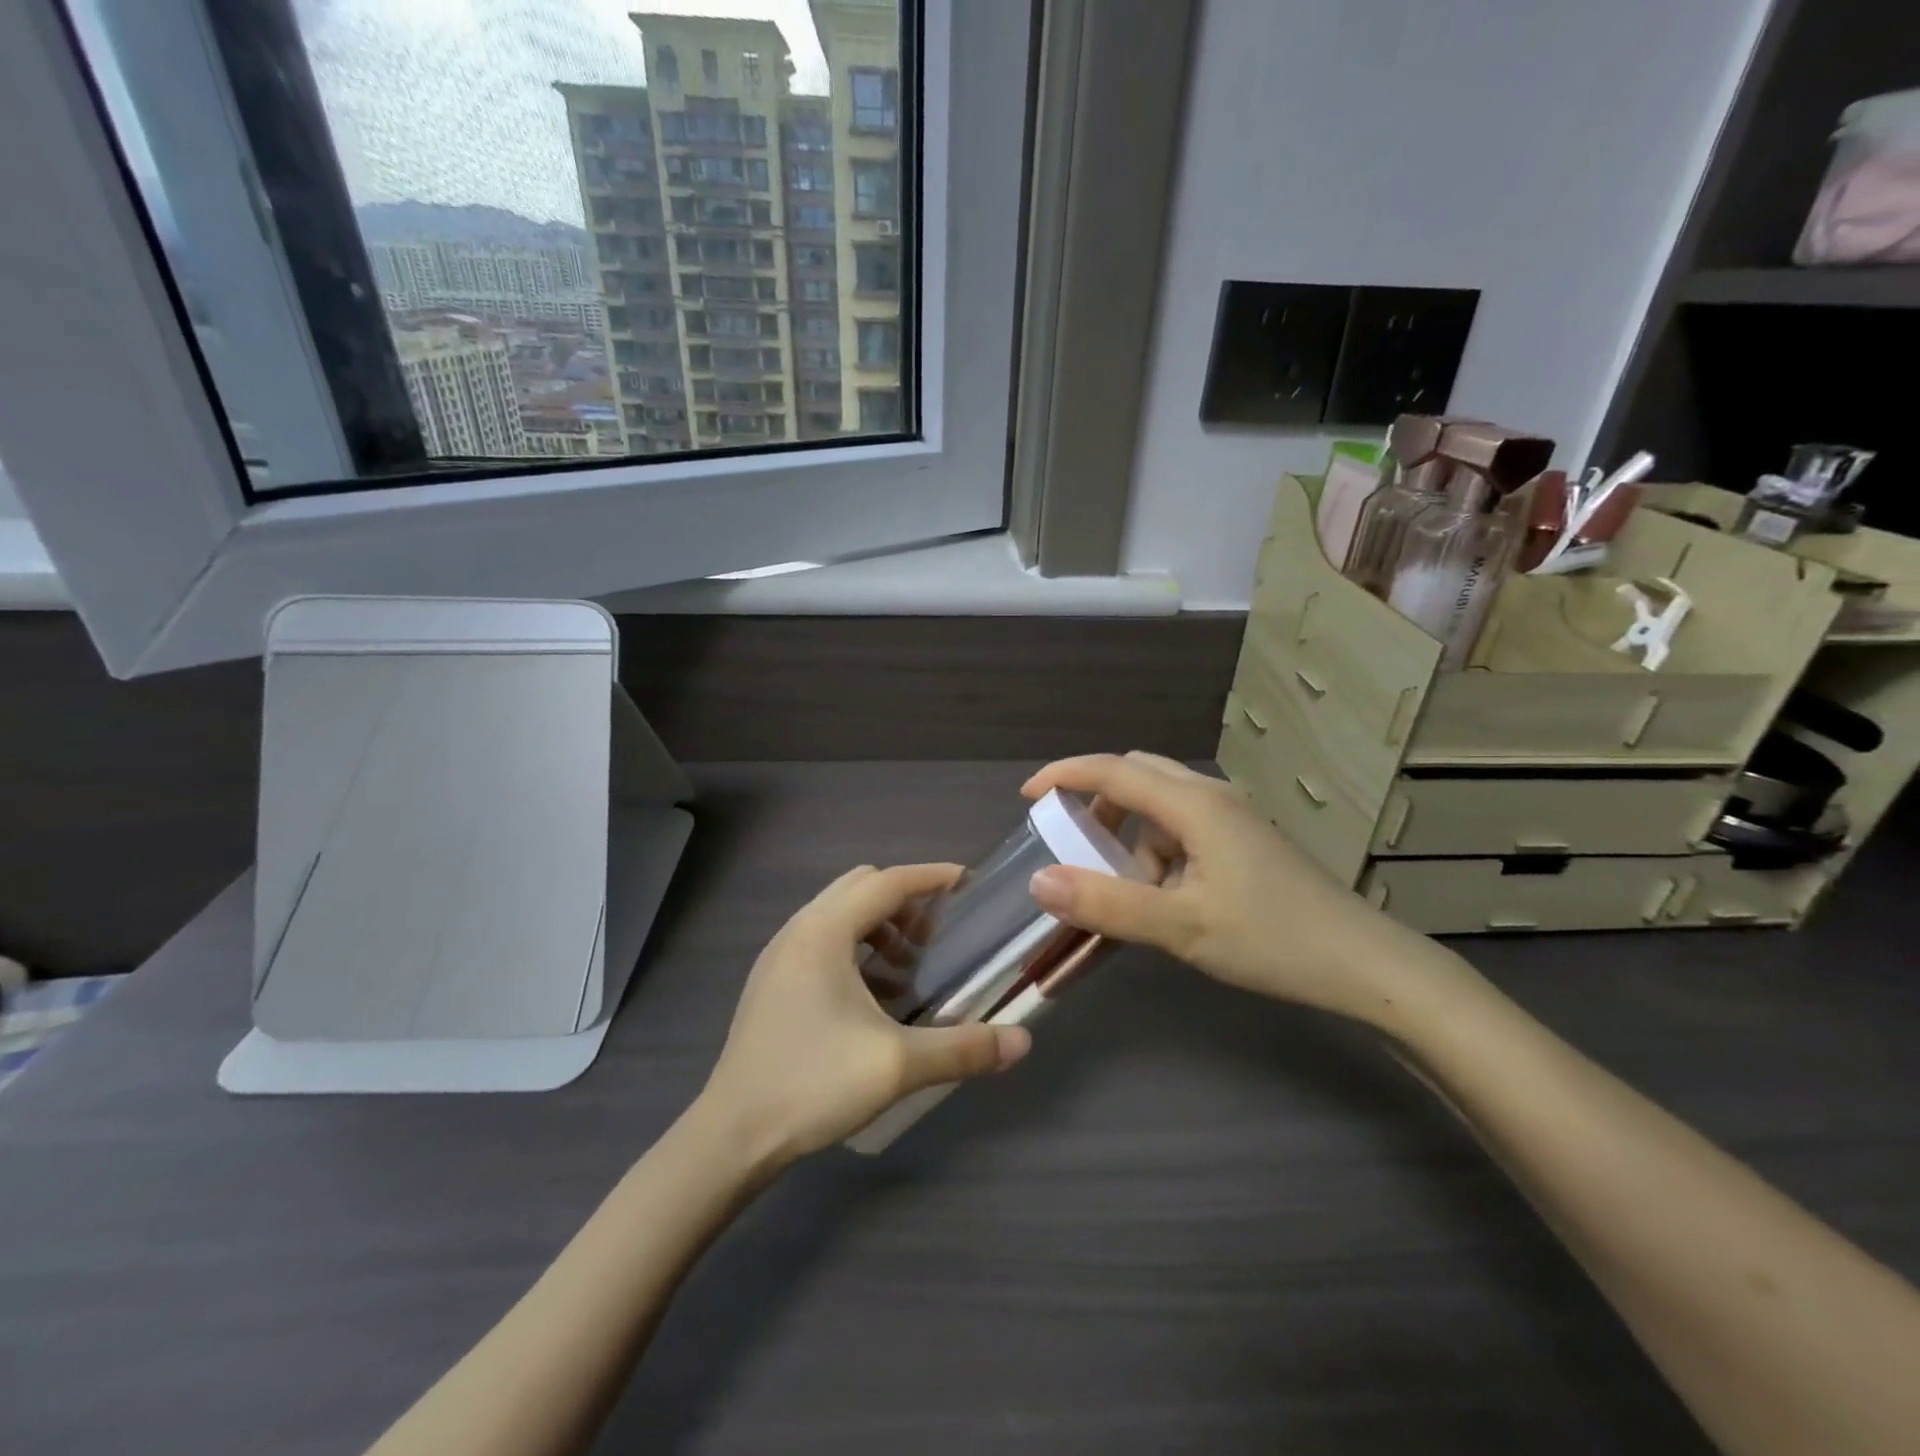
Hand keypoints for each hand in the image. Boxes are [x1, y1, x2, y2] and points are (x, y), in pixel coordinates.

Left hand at [699, 863, 1031, 1165]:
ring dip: (879, 927)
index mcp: (824, 931)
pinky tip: (874, 999)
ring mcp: (780, 956)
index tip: (968, 883)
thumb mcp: (896, 1065)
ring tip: (908, 970)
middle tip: (937, 936)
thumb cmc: (812, 1083)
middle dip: (904, 902)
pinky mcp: (772, 982)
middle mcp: (799, 930)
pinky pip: (822, 941)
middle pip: (861, 888)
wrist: (731, 1136)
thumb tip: (1021, 1042)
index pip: (887, 882)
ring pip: (839, 914)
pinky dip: (856, 949)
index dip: (931, 877)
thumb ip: (962, 1048)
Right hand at [1022, 753, 1442, 1023]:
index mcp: (1194, 805)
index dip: (1065, 775)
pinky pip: (1183, 827)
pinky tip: (1159, 894)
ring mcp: (1233, 817)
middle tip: (1065, 835)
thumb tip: (1039, 881)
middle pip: (1138, 774)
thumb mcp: (1181, 927)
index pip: (1114, 770)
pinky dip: (1155, 848)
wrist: (1366, 965)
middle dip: (1095, 797)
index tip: (1026, 795)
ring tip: (1114, 880)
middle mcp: (1212, 796)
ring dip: (1127, 830)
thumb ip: (1107, 904)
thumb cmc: (1272, 940)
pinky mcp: (1245, 841)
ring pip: (1161, 803)